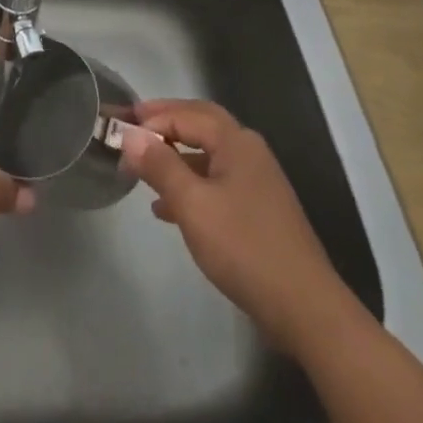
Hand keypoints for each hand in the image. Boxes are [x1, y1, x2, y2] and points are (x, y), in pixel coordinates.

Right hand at [118, 99, 339, 346]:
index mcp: (236, 142)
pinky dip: (189, 184)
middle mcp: (248, 151)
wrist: (304, 307)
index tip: (119, 130)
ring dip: (175, 155)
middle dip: (165, 123)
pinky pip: (215, 182)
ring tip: (141, 168)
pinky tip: (165, 208)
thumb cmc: (244, 247)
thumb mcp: (192, 204)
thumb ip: (160, 165)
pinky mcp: (257, 209)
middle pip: (200, 124)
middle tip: (132, 128)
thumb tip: (131, 135)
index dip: (151, 119)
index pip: (185, 114)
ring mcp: (256, 181)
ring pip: (207, 154)